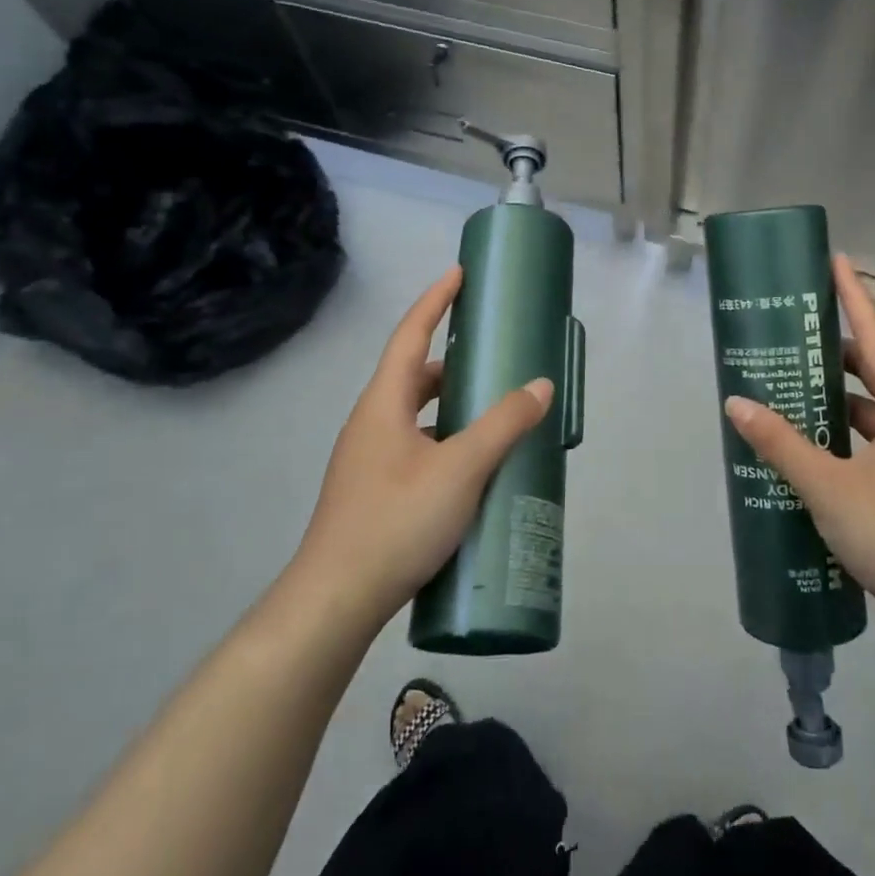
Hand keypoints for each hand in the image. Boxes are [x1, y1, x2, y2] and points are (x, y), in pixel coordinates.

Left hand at [288, 267, 552, 636]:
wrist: (334, 602)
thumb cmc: (395, 522)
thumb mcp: (460, 469)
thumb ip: (503, 424)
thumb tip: (540, 385)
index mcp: (383, 404)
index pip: (410, 334)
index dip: (435, 300)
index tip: (460, 273)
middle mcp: (371, 423)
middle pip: (413, 374)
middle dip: (452, 358)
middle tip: (492, 352)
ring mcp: (368, 459)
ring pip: (415, 414)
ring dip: (449, 404)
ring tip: (491, 409)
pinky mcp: (374, 491)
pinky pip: (415, 445)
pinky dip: (444, 439)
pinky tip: (471, 466)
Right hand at [724, 255, 874, 638]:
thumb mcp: (829, 488)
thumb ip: (781, 444)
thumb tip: (737, 403)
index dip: (854, 297)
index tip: (837, 260)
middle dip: (838, 347)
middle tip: (796, 331)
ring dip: (841, 395)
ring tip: (797, 386)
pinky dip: (848, 431)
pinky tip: (819, 446)